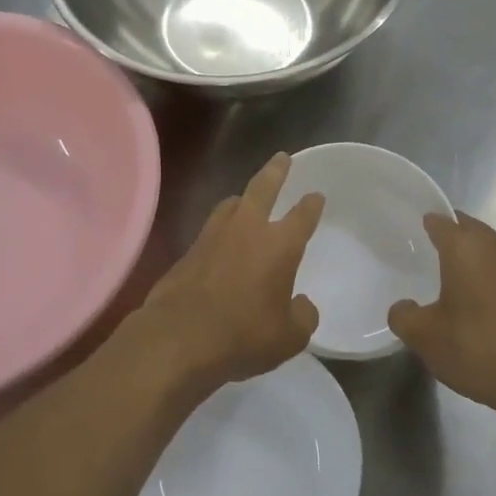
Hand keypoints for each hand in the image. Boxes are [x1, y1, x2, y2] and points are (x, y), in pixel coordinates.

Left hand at [123, 154, 323, 395]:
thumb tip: (301, 304)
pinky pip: (210, 229)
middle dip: (276, 171)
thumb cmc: (243, 335)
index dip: (311, 204)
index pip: (302, 216)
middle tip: (282, 158)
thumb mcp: (289, 337)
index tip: (316, 195)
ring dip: (243, 198)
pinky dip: (221, 227)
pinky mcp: (188, 250)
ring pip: (231, 204)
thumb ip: (302, 316)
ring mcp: (213, 236)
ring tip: (246, 198)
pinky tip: (221, 238)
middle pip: (263, 188)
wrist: (179, 337)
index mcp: (280, 245)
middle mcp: (248, 229)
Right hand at [389, 212, 495, 415]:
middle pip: (470, 228)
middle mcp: (495, 249)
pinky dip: (489, 275)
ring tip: (452, 273)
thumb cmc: (477, 348)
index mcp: (465, 248)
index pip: (441, 221)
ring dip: (473, 254)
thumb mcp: (424, 336)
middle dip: (451, 234)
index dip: (425, 222)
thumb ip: (404, 316)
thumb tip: (403, 307)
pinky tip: (478, 300)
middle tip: (427, 249)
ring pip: (491, 248)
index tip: (411, 231)